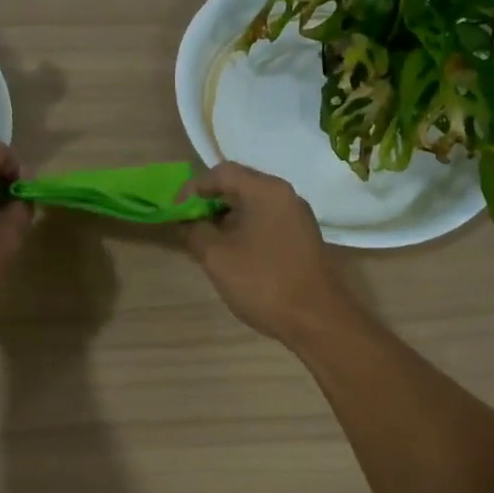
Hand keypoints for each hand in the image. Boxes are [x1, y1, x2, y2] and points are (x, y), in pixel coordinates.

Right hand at [182, 163, 355, 347]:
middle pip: (239, 185)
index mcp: (266, 191)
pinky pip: (265, 221)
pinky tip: (231, 253)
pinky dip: (243, 229)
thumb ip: (195, 231)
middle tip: (188, 224)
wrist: (317, 320)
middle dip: (209, 202)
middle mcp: (285, 195)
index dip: (193, 188)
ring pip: (252, 205)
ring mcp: (297, 217)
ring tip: (205, 241)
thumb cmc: (264, 282)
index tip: (176, 211)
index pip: (222, 172)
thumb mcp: (217, 257)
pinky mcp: (301, 237)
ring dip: (225, 218)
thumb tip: (186, 221)